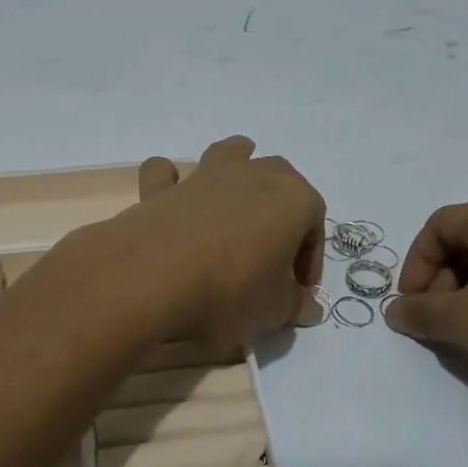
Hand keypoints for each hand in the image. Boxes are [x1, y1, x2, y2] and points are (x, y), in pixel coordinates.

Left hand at [100, 136, 324, 356]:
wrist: (152, 277)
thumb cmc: (229, 292)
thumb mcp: (272, 311)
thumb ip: (294, 305)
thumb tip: (310, 308)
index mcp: (292, 199)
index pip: (315, 223)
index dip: (310, 259)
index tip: (297, 292)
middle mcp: (252, 175)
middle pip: (281, 178)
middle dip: (283, 208)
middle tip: (273, 252)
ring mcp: (205, 176)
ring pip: (230, 154)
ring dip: (238, 167)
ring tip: (236, 198)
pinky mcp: (162, 188)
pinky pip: (167, 174)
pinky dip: (169, 180)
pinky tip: (170, 196)